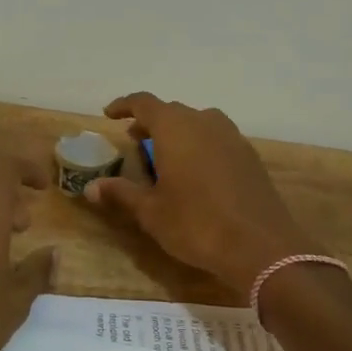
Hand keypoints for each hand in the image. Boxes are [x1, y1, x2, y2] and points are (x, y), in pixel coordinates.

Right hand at [86, 93, 315, 297]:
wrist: (261, 247)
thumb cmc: (196, 224)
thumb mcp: (151, 212)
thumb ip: (121, 193)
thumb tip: (91, 187)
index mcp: (175, 128)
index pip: (145, 103)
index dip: (125, 105)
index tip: (109, 115)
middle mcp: (204, 122)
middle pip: (172, 111)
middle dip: (150, 122)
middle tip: (135, 140)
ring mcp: (232, 137)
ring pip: (198, 122)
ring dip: (178, 132)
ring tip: (165, 155)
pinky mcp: (250, 156)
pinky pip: (217, 138)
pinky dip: (200, 145)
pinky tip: (196, 171)